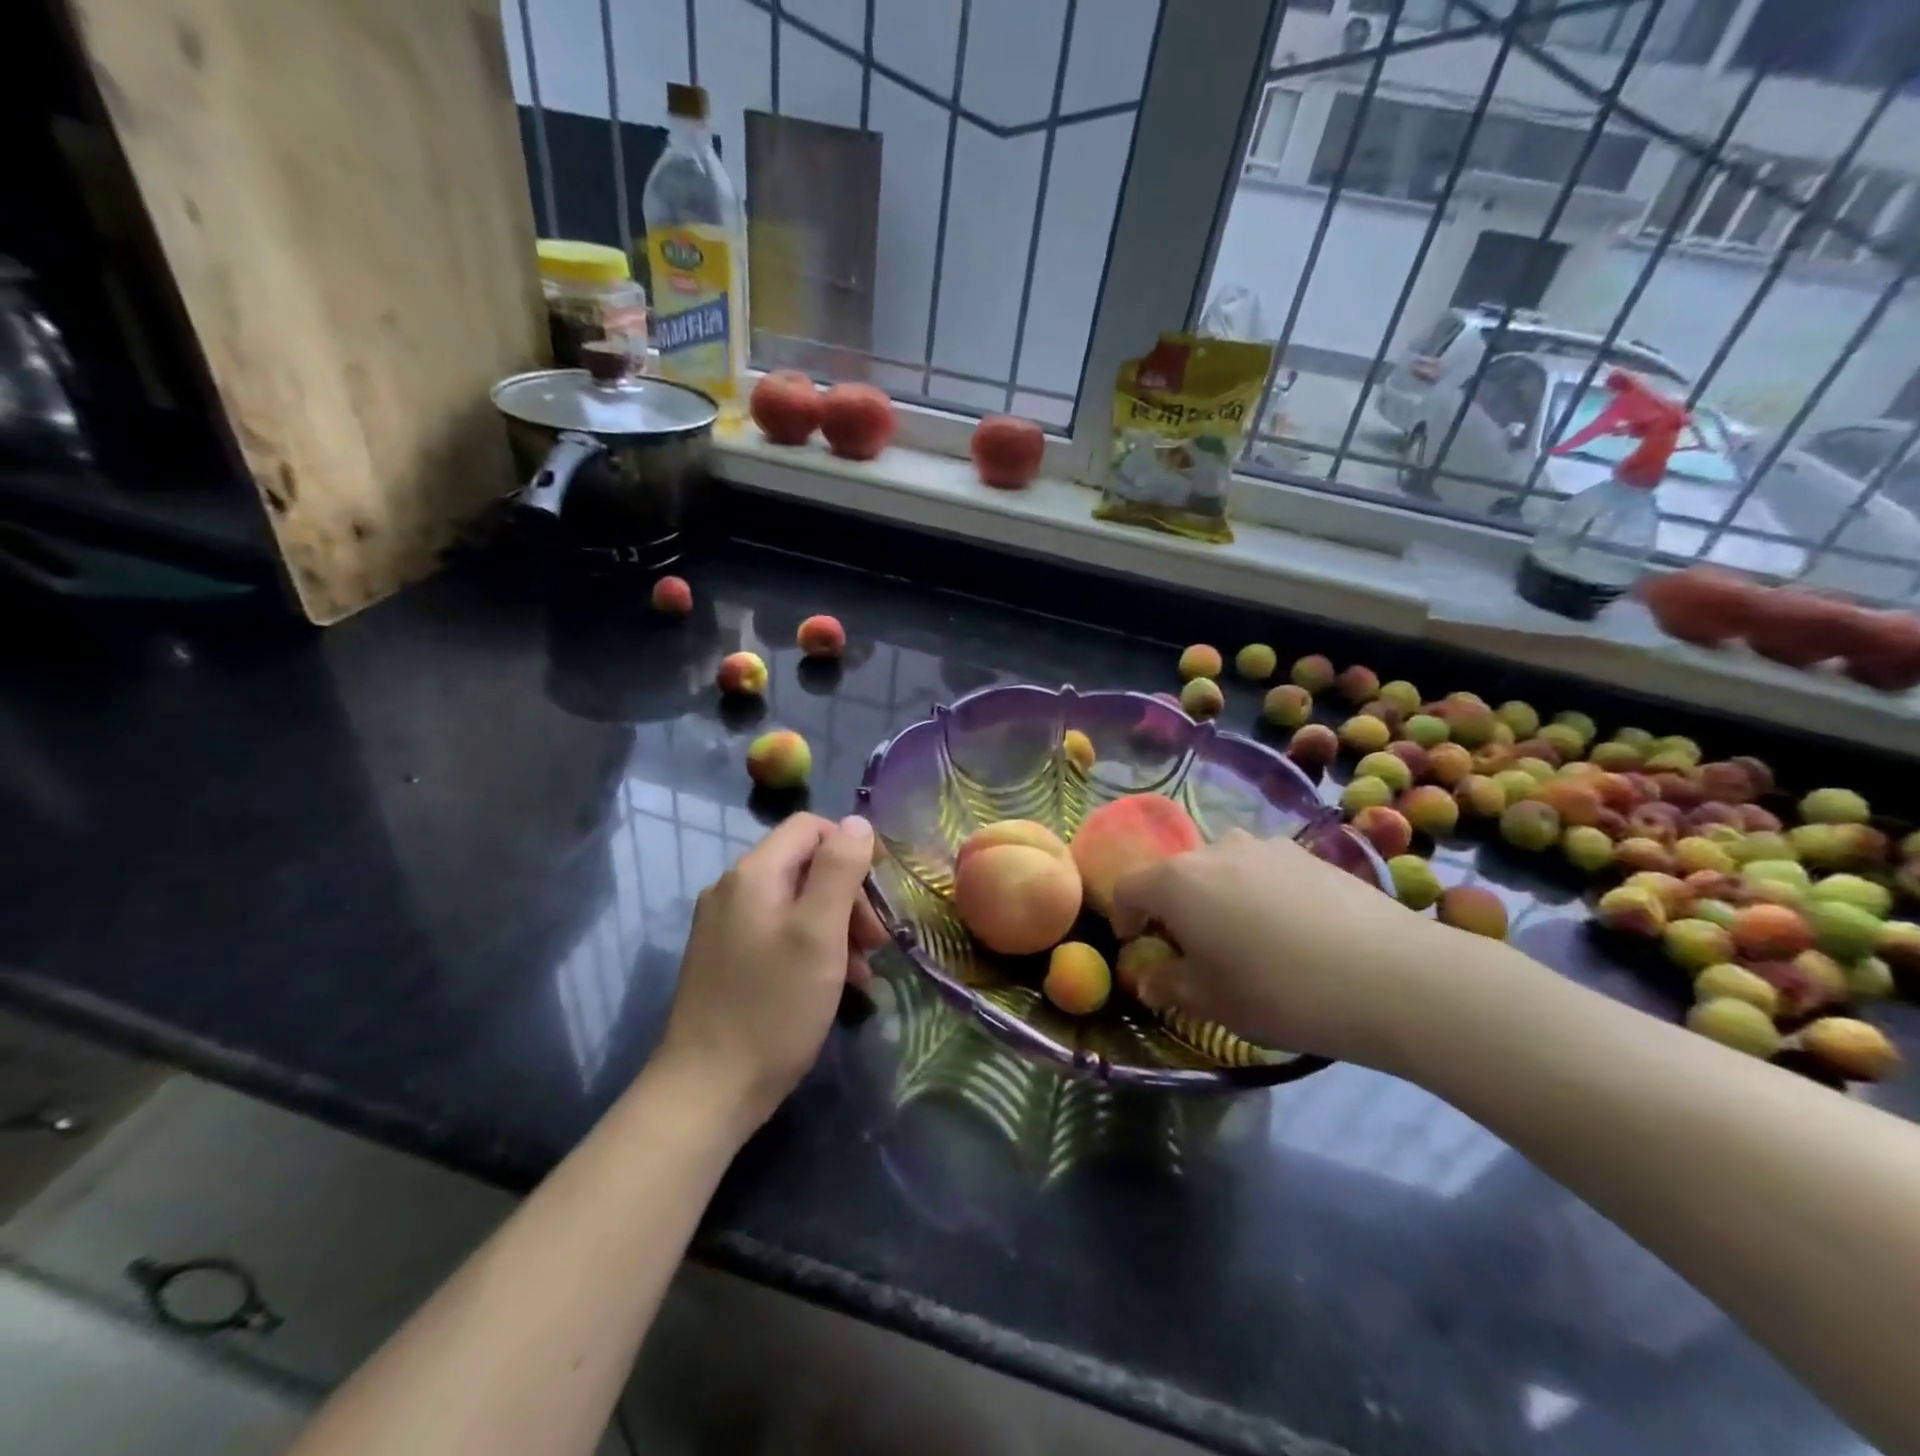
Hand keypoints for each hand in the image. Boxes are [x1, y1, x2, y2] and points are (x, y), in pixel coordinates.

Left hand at [657, 813, 884, 1135]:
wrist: (708, 1090)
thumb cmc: (773, 1007)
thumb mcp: (819, 933)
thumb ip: (839, 870)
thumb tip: (857, 822)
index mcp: (754, 873)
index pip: (810, 827)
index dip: (852, 847)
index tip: (882, 888)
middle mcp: (733, 888)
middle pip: (806, 866)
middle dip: (849, 895)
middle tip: (877, 940)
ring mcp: (725, 924)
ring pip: (797, 902)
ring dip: (837, 926)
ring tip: (863, 970)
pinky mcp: (726, 957)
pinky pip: (779, 932)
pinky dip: (813, 947)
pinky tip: (836, 984)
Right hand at [1110, 829, 1443, 1066]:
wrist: (1391, 975)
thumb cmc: (1280, 991)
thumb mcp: (1212, 1002)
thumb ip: (1168, 985)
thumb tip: (1149, 979)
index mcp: (1177, 881)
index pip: (1128, 887)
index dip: (1124, 917)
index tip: (1138, 947)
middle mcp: (1214, 850)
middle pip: (1175, 874)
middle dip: (1173, 908)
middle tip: (1194, 949)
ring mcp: (1265, 846)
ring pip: (1221, 868)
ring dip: (1217, 896)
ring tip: (1246, 938)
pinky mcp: (1309, 853)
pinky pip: (1263, 869)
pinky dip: (1258, 892)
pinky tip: (1291, 931)